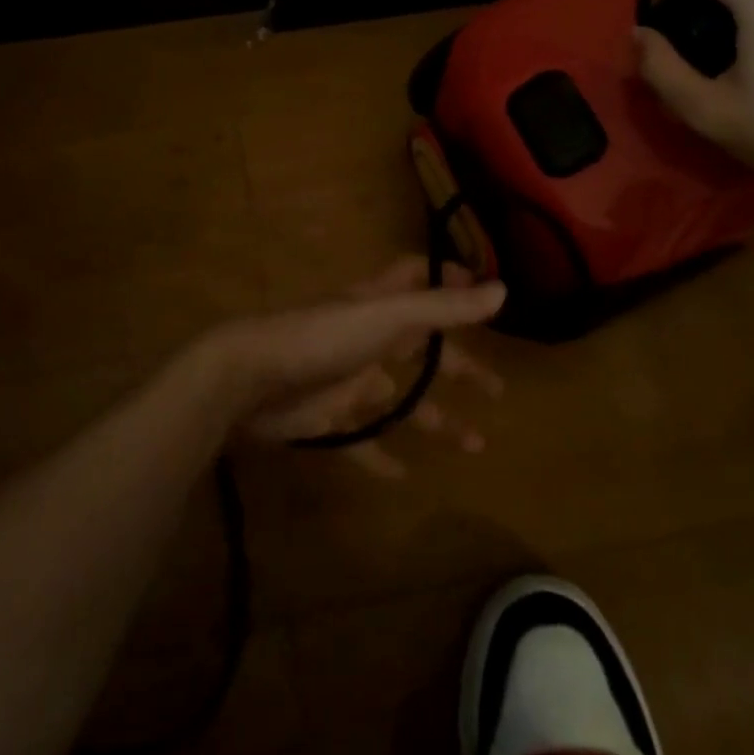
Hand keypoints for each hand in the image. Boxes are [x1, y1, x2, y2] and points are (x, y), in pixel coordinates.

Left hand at [191, 258, 506, 478]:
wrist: (251, 378)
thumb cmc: (323, 338)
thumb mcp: (387, 317)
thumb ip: (442, 307)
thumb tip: (503, 290)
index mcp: (380, 304)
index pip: (417, 278)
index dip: (449, 280)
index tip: (487, 294)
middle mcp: (368, 337)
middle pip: (422, 348)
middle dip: (457, 365)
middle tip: (496, 390)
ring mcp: (349, 378)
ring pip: (402, 398)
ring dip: (436, 417)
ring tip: (475, 444)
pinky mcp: (331, 416)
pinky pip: (365, 439)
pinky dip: (383, 456)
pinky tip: (405, 475)